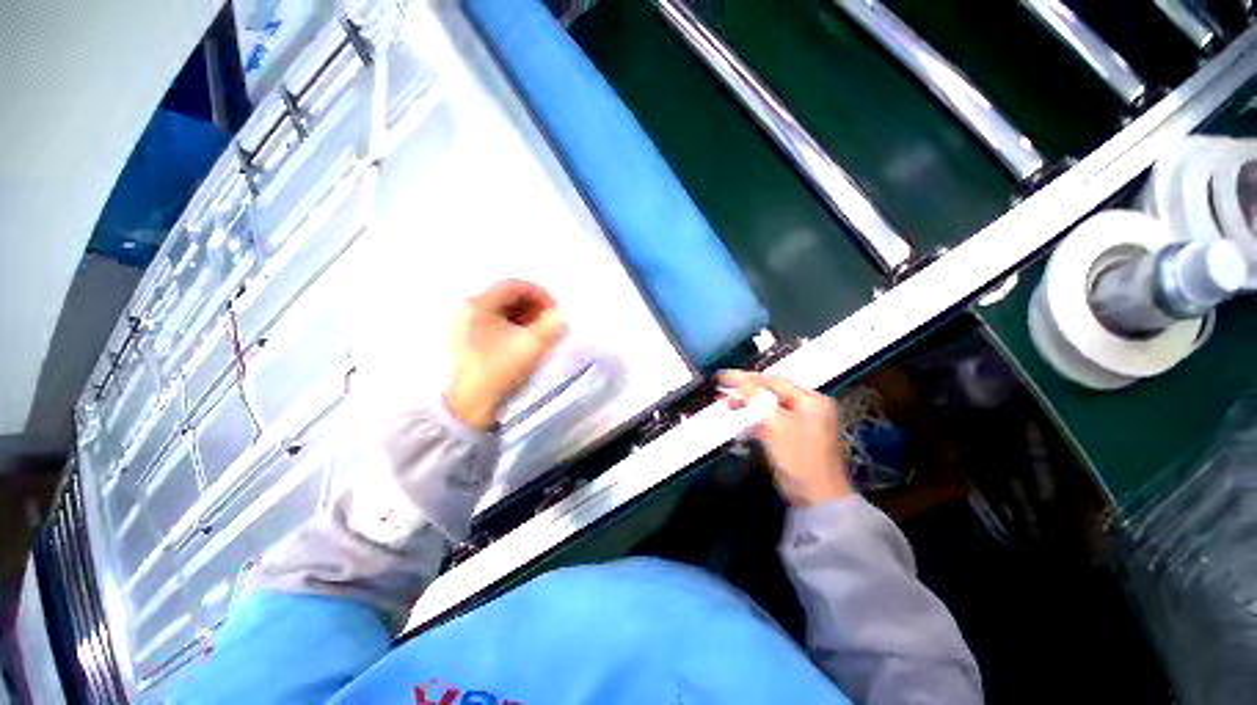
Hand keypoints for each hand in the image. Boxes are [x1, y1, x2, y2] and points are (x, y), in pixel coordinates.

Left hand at [447, 280, 565, 430]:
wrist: (471, 406)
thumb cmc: (500, 372)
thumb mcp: (531, 347)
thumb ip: (552, 326)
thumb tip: (561, 315)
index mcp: (479, 305)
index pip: (515, 285)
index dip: (540, 295)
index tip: (556, 312)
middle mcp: (469, 308)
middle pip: (509, 295)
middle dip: (534, 307)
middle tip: (549, 324)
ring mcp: (467, 323)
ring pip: (504, 309)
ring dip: (527, 316)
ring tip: (540, 333)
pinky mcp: (470, 337)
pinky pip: (498, 321)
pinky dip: (516, 325)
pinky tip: (526, 340)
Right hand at [719, 370, 851, 506]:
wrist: (818, 499)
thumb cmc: (798, 458)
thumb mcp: (774, 424)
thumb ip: (754, 398)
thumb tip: (735, 377)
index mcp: (811, 400)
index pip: (772, 381)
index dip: (745, 378)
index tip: (722, 377)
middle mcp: (811, 407)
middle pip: (772, 393)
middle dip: (747, 394)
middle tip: (725, 396)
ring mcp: (805, 423)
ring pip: (771, 408)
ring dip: (750, 408)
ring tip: (731, 408)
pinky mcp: (797, 438)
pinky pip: (774, 422)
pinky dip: (758, 423)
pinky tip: (745, 427)